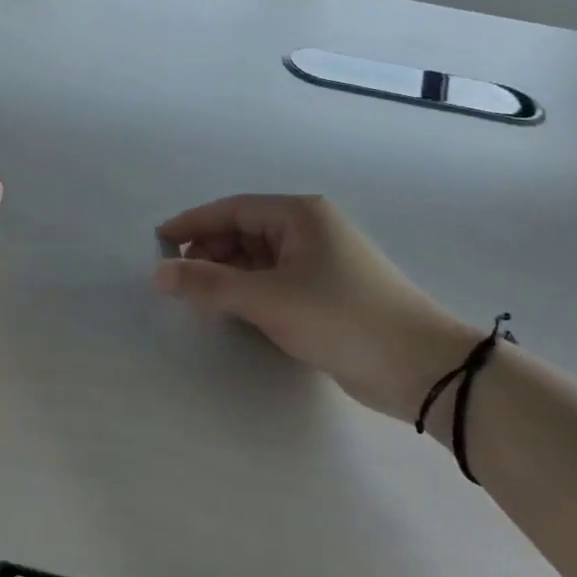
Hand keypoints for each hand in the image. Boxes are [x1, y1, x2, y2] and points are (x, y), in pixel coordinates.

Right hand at [155, 195, 480, 419]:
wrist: (420, 367)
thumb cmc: (341, 317)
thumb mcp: (269, 299)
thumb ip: (209, 284)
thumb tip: (158, 274)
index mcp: (299, 215)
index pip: (232, 209)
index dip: (192, 224)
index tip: (156, 243)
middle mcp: (308, 231)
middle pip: (243, 232)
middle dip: (209, 253)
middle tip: (178, 283)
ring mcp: (318, 263)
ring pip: (257, 260)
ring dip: (227, 276)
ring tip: (199, 301)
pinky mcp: (324, 295)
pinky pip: (272, 283)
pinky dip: (248, 294)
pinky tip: (231, 313)